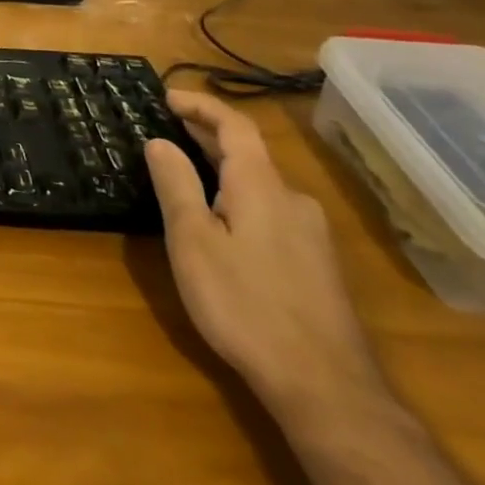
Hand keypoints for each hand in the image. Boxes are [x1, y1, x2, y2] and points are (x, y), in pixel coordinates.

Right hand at [144, 90, 383, 423]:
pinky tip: (222, 224)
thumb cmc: (244, 304)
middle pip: (248, 153)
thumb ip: (176, 185)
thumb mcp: (193, 241)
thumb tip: (160, 141)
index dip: (201, 105)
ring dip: (222, 169)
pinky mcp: (317, 265)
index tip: (166, 97)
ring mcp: (312, 234)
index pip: (234, 125)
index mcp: (261, 186)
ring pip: (260, 184)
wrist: (325, 386)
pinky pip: (270, 210)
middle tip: (165, 132)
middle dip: (206, 136)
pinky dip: (239, 197)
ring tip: (187, 175)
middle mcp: (293, 199)